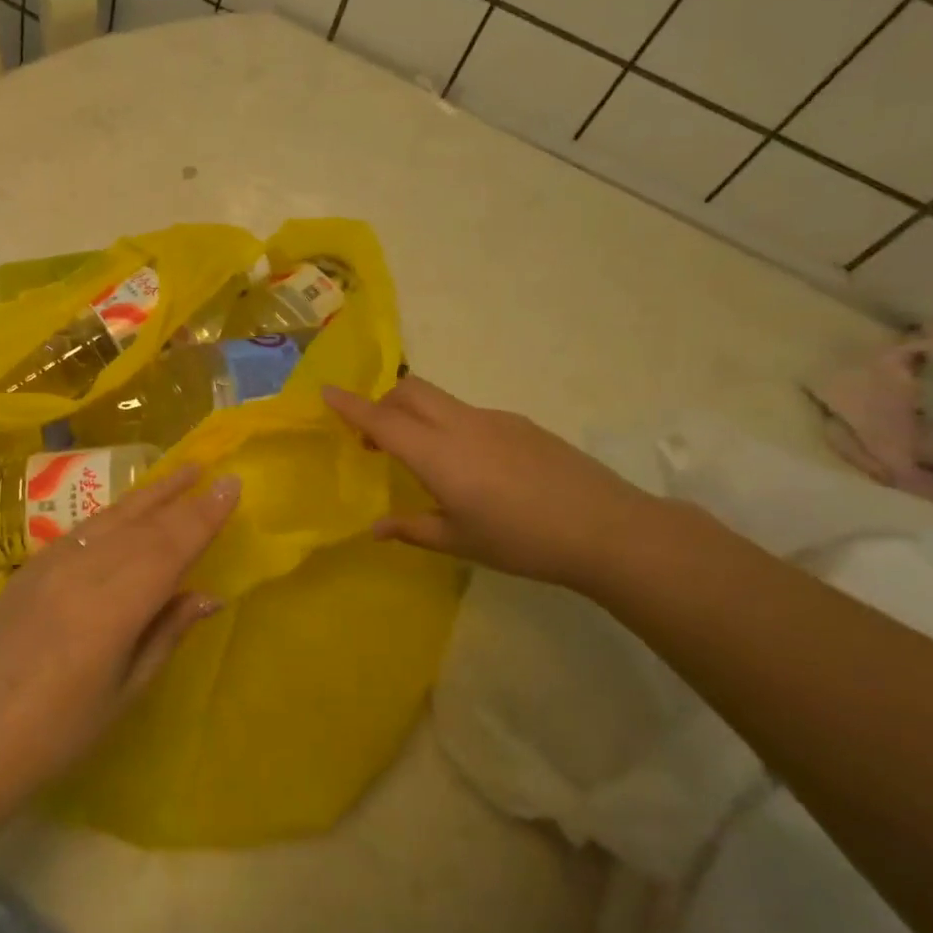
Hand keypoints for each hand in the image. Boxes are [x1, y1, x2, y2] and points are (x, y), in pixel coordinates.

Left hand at [0, 465, 238, 804]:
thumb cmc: (62, 731)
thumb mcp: (127, 689)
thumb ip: (167, 632)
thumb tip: (209, 594)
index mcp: (113, 608)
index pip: (169, 548)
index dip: (202, 516)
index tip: (230, 485)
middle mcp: (82, 572)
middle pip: (142, 526)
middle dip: (180, 498)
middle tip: (210, 472)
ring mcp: (50, 564)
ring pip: (111, 518)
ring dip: (148, 495)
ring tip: (179, 474)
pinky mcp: (30, 567)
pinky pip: (81, 530)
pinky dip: (113, 515)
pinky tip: (128, 510)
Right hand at [324, 377, 666, 591]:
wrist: (607, 529)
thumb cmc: (522, 540)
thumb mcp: (460, 541)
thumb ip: (412, 529)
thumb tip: (375, 528)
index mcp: (437, 453)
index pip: (382, 420)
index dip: (350, 405)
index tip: (325, 391)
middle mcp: (460, 425)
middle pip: (409, 391)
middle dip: (384, 403)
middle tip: (377, 439)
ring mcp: (494, 420)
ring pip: (440, 400)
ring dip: (418, 414)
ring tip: (426, 459)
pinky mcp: (521, 424)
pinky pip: (470, 414)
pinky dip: (451, 426)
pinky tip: (475, 468)